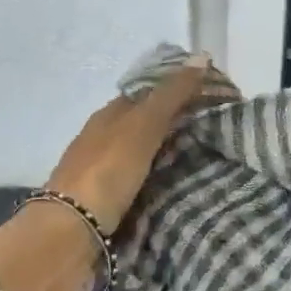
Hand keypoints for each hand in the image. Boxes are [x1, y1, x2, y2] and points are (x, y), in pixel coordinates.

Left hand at [0, 52, 211, 290]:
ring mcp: (103, 173)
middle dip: (179, 124)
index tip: (217, 98)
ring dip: (171, 154)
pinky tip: (182, 187)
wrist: (68, 235)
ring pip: (145, 155)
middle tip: (222, 130)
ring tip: (211, 160)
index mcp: (109, 115)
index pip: (150, 93)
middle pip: (147, 124)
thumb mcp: (143, 126)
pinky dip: (162, 180)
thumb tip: (202, 55)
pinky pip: (142, 183)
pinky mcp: (106, 204)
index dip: (181, 91)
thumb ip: (172, 94)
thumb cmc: (106, 172)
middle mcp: (103, 139)